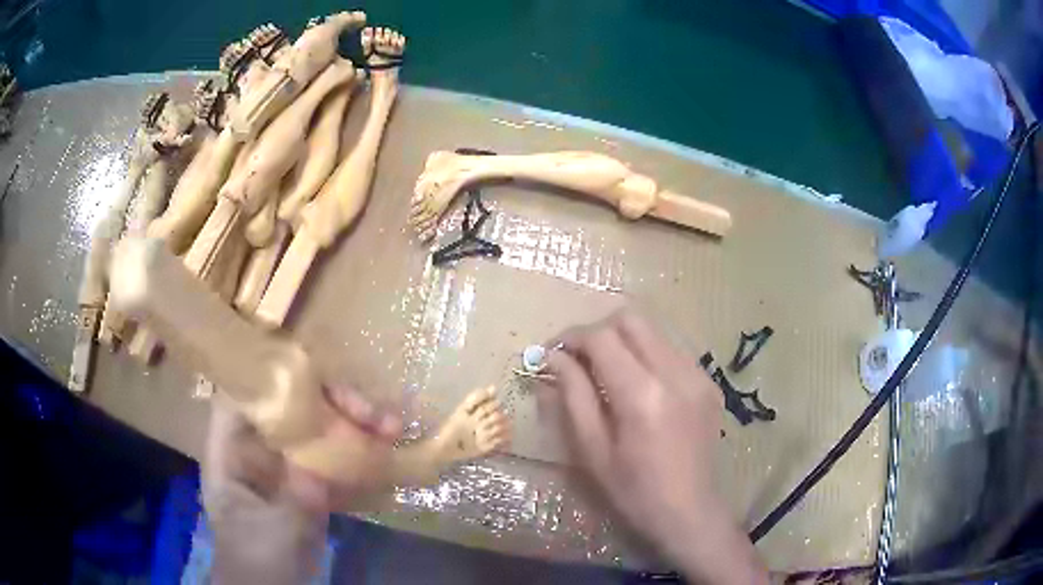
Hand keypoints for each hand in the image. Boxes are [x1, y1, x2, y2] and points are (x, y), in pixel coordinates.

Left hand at [203, 385, 400, 583]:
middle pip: (287, 407)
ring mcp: (284, 465)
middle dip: (330, 403)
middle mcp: (257, 448)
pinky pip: (331, 458)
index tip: (311, 375)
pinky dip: (358, 455)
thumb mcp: (274, 533)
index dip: (269, 377)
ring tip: (392, 428)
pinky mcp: (307, 483)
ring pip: (316, 430)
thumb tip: (317, 470)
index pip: (241, 396)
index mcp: (230, 451)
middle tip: (371, 414)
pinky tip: (387, 454)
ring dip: (353, 426)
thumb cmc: (257, 560)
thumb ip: (293, 502)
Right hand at [538, 309, 765, 583]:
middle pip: (631, 320)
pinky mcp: (709, 383)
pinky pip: (672, 351)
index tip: (552, 353)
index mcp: (642, 395)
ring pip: (653, 331)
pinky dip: (648, 356)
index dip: (571, 338)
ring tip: (607, 372)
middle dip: (598, 331)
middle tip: (579, 359)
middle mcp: (675, 373)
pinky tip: (640, 387)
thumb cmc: (633, 490)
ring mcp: (698, 375)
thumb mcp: (592, 450)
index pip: (602, 338)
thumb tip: (553, 357)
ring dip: (624, 342)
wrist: (690, 511)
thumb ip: (573, 396)